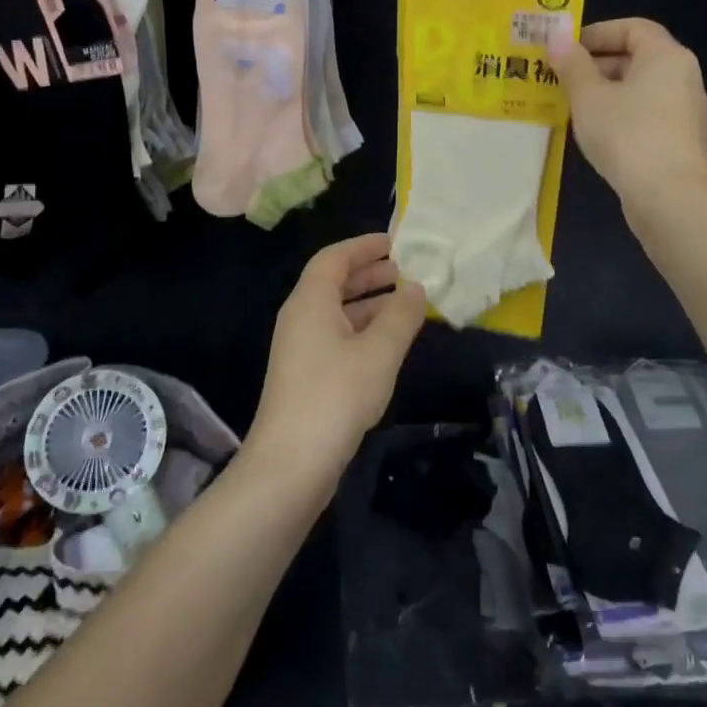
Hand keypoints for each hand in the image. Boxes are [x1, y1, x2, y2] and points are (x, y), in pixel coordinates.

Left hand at [249, 234, 427, 480]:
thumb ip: (401, 315)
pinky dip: (362, 329)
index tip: (393, 242)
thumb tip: (414, 287)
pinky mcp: (305, 375)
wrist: (291, 463)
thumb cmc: (336, 395)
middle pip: (333, 283)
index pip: (334, 258)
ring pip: (336, 312)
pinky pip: (336, 336)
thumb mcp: (379, 351)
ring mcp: (300, 348)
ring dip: (369, 303)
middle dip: (368, 274)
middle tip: (404, 271)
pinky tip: (388, 343)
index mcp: (310, 301)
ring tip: (405, 304)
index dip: (363, 246)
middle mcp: (300, 317)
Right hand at [547, 18, 706, 207]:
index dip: (598, 32)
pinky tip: (596, 133)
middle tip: (562, 78)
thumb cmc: (627, 134)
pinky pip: (646, 114)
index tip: (567, 49)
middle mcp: (683, 76)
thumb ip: (572, 65)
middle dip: (597, 64)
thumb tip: (557, 39)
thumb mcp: (589, 96)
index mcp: (666, 56)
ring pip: (640, 88)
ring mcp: (685, 111)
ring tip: (572, 106)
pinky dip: (620, 114)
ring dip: (606, 91)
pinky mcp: (680, 140)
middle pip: (637, 57)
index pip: (633, 27)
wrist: (669, 196)